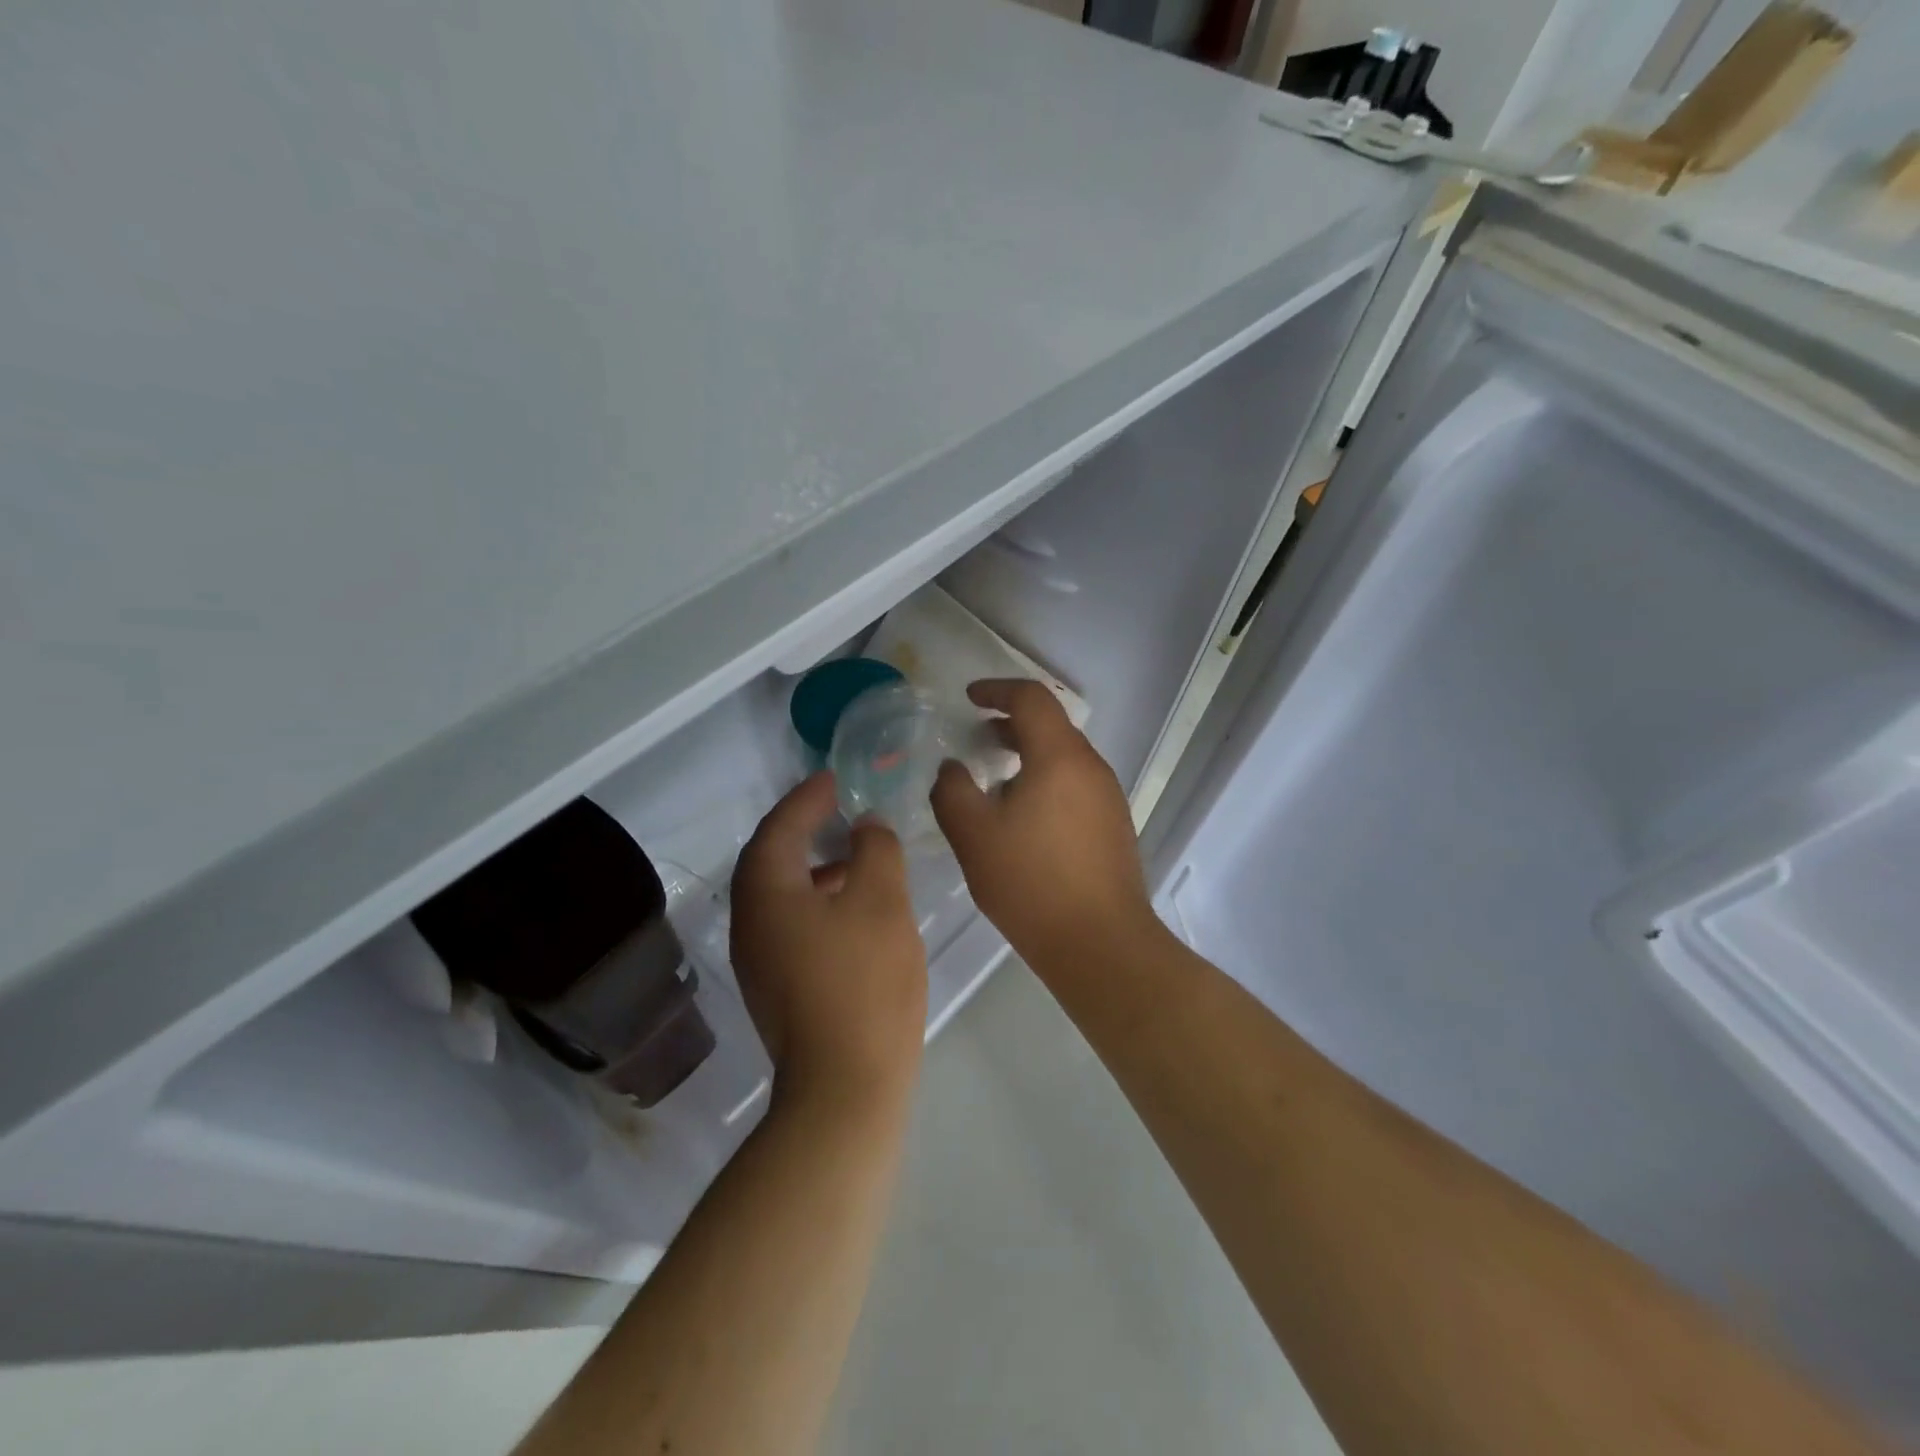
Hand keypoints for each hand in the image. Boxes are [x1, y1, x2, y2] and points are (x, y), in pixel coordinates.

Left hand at [731, 772, 927, 1109]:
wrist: (845, 1086)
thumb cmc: (864, 981)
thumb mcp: (882, 900)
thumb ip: (875, 850)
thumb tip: (866, 826)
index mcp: (767, 893)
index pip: (779, 828)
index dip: (807, 798)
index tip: (834, 778)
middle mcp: (750, 922)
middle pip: (770, 859)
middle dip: (803, 828)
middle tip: (839, 807)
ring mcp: (759, 960)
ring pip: (780, 894)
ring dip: (812, 866)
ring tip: (855, 854)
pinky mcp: (775, 987)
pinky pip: (789, 922)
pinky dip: (815, 900)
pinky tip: (853, 909)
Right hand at [930, 680, 1157, 964]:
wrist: (1101, 944)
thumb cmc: (1032, 883)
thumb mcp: (974, 836)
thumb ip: (952, 792)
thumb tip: (952, 768)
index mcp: (1060, 757)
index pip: (1031, 699)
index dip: (997, 690)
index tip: (969, 698)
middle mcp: (1091, 767)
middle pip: (1051, 726)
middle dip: (1010, 723)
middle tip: (976, 736)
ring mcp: (1108, 797)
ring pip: (1064, 757)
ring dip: (1028, 754)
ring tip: (994, 779)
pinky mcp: (1114, 825)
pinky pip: (1074, 784)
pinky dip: (1045, 780)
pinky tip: (1023, 816)